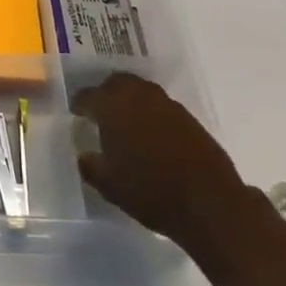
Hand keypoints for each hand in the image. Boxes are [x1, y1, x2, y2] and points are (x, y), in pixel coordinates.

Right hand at [70, 73, 248, 246]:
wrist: (209, 203)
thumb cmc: (150, 191)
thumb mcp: (109, 185)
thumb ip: (90, 166)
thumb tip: (84, 155)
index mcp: (113, 106)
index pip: (88, 96)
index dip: (79, 104)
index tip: (76, 114)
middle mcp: (138, 96)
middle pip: (116, 82)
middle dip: (105, 94)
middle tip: (100, 112)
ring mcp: (166, 104)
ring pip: (140, 90)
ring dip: (129, 100)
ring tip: (125, 123)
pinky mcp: (188, 117)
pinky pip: (160, 106)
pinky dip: (150, 113)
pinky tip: (150, 135)